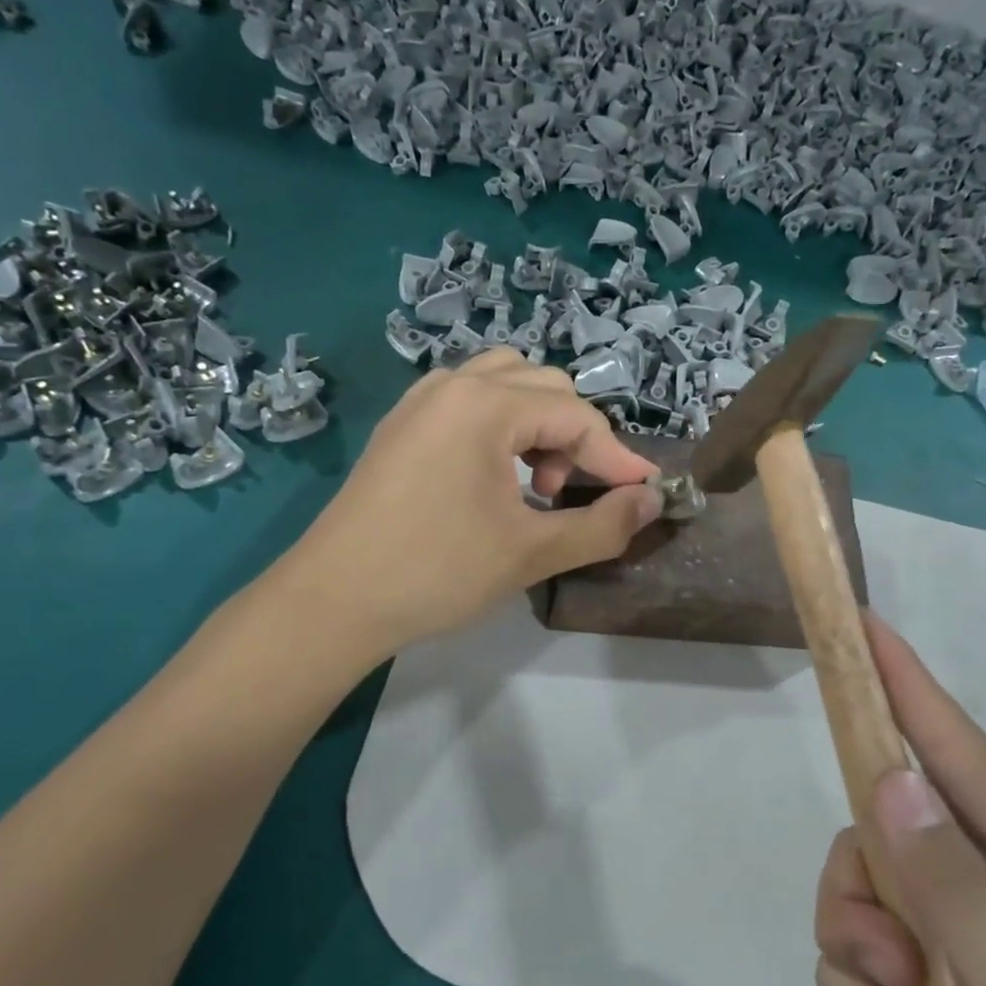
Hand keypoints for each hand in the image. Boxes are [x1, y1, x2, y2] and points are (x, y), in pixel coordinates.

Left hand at [288, 349, 661, 664]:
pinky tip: (493, 476)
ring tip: (532, 482)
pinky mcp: (402, 425)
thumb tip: (652, 501)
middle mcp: (453, 385)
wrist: (333, 600)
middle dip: (573, 438)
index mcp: (485, 405)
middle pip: (544, 387)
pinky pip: (468, 402)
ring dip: (537, 424)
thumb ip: (603, 525)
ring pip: (504, 385)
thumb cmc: (437, 572)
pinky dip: (500, 426)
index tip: (643, 494)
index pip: (576, 416)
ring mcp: (420, 401)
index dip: (617, 457)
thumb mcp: (531, 553)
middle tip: (563, 496)